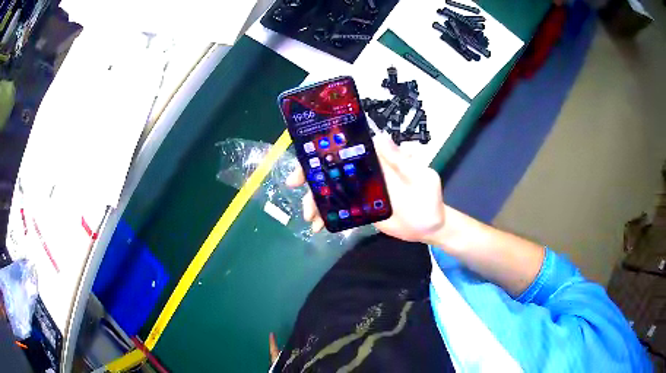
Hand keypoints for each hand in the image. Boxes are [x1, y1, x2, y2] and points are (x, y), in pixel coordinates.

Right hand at [286, 133, 445, 243]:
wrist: (430, 228)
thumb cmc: (430, 199)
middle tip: (294, 185)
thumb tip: (380, 137)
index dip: (325, 149)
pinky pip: (339, 209)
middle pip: (332, 170)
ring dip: (315, 200)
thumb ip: (404, 161)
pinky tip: (318, 226)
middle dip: (311, 175)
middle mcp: (366, 174)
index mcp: (378, 162)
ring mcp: (361, 193)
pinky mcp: (360, 210)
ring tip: (309, 216)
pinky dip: (326, 216)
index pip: (347, 149)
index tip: (307, 156)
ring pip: (332, 191)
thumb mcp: (423, 177)